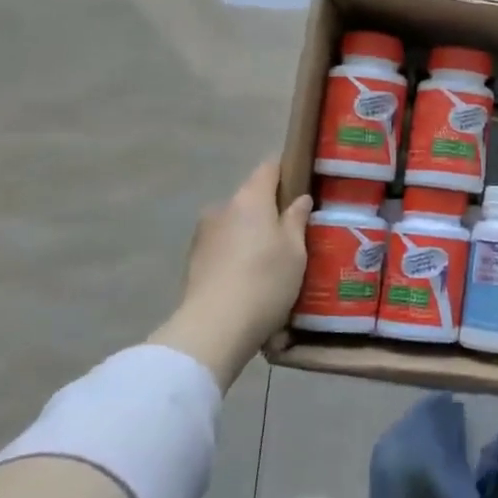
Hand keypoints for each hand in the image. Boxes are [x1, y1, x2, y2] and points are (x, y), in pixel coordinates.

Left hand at [149, 160, 312, 390]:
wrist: (213, 329)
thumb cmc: (265, 280)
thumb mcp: (295, 250)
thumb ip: (297, 220)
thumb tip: (300, 199)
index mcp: (250, 198)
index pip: (269, 167)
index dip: (288, 171)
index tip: (304, 184)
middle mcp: (222, 209)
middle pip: (252, 199)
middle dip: (271, 211)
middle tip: (295, 233)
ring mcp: (204, 235)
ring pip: (237, 226)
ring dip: (253, 236)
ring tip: (274, 263)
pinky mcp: (194, 262)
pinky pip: (225, 249)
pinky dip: (238, 257)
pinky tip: (253, 281)